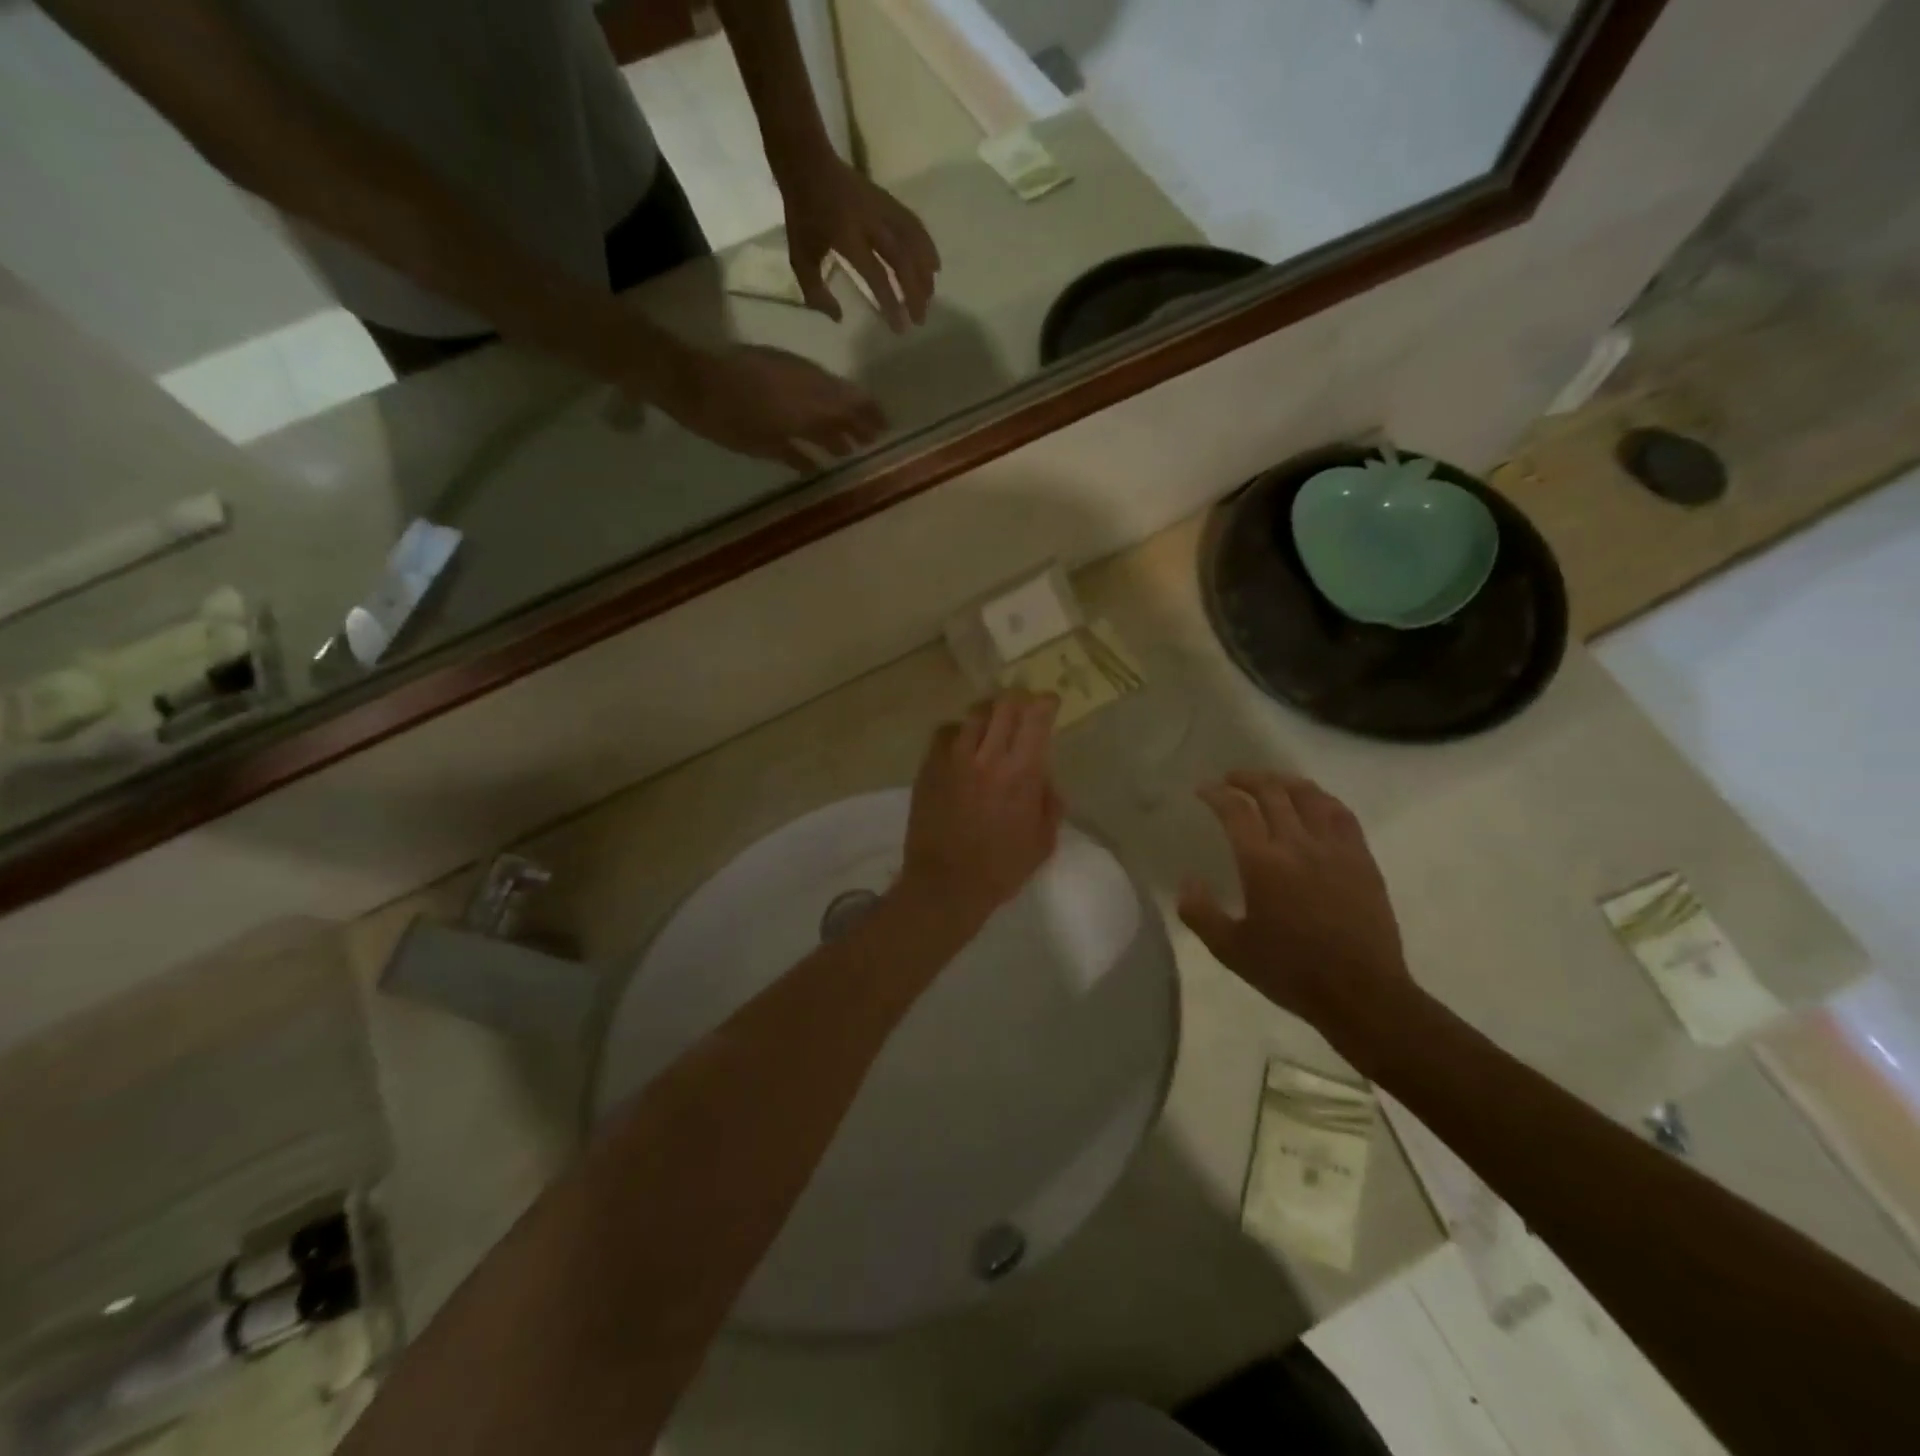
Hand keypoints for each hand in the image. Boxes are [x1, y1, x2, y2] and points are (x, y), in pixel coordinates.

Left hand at [647, 344, 884, 468]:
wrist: (691, 380)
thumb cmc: (729, 419)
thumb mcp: (764, 444)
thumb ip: (796, 452)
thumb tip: (820, 463)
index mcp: (810, 403)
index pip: (853, 408)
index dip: (871, 418)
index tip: (885, 431)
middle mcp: (808, 386)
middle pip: (843, 401)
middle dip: (859, 419)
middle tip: (872, 437)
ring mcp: (791, 373)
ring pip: (825, 394)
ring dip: (838, 416)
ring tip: (847, 441)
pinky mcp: (774, 366)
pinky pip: (805, 386)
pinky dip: (814, 406)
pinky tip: (815, 419)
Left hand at [780, 156, 940, 332]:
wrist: (807, 161)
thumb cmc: (802, 214)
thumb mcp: (800, 257)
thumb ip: (816, 292)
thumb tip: (838, 318)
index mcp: (847, 237)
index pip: (876, 275)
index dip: (890, 302)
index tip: (900, 327)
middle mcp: (870, 222)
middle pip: (901, 260)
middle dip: (914, 292)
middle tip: (921, 319)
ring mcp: (882, 208)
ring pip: (912, 242)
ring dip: (924, 272)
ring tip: (931, 296)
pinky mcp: (888, 200)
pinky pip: (913, 224)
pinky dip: (927, 245)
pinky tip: (934, 265)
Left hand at [899, 690, 1063, 925]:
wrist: (945, 885)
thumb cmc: (1000, 869)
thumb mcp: (1042, 842)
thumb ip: (1049, 805)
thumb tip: (1046, 780)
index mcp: (1021, 774)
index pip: (1035, 721)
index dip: (1045, 703)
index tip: (1049, 701)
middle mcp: (987, 758)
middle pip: (1003, 706)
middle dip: (1017, 697)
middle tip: (1023, 701)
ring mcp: (954, 760)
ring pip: (973, 715)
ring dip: (988, 711)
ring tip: (993, 718)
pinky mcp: (929, 768)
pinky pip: (944, 733)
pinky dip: (958, 731)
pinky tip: (962, 742)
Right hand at [1178, 772, 1414, 1042]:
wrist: (1361, 993)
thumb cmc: (1290, 972)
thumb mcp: (1230, 950)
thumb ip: (1200, 913)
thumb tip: (1187, 881)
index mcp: (1262, 864)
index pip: (1235, 811)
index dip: (1216, 794)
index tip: (1203, 790)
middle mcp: (1297, 845)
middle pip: (1272, 792)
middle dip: (1247, 779)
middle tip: (1232, 779)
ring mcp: (1335, 849)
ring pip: (1309, 796)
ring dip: (1284, 782)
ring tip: (1271, 783)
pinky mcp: (1362, 859)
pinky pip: (1342, 814)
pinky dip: (1322, 799)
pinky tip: (1315, 802)